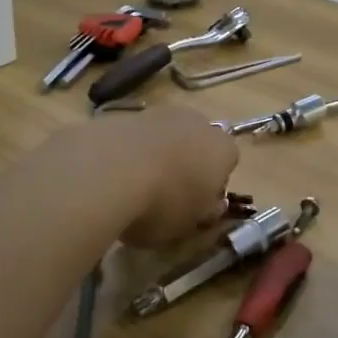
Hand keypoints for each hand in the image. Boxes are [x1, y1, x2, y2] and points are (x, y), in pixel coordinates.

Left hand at [79, 105, 238, 248]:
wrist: (109, 170)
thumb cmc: (162, 204)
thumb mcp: (189, 225)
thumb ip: (204, 212)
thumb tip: (210, 205)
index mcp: (223, 149)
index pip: (227, 162)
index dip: (212, 184)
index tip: (195, 205)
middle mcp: (197, 122)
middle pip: (196, 142)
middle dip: (186, 163)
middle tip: (166, 194)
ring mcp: (160, 113)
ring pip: (165, 136)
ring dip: (155, 154)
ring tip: (134, 187)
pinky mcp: (125, 113)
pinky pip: (134, 136)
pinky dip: (128, 151)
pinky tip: (112, 176)